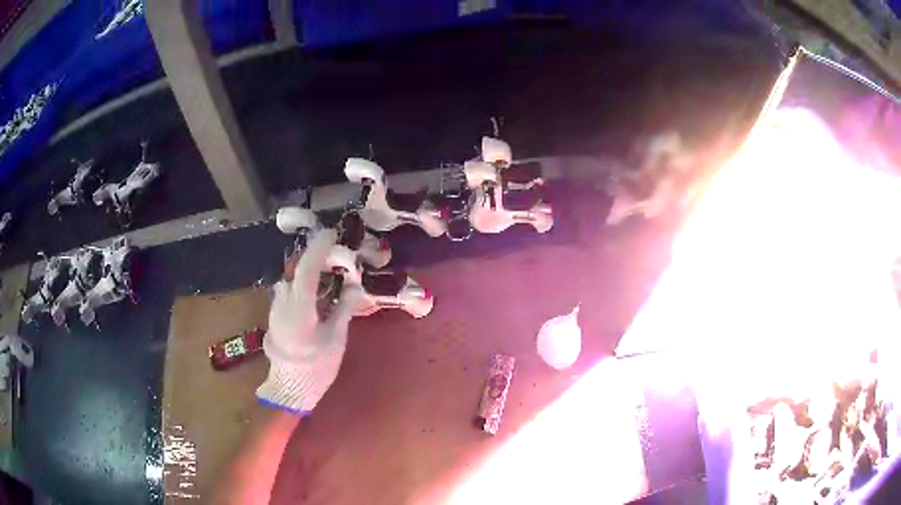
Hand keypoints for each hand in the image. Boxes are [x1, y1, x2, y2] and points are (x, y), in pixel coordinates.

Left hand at [257, 229, 362, 413]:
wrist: (291, 387)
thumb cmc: (317, 366)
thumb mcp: (335, 338)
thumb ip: (343, 308)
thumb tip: (355, 285)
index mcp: (299, 309)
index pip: (306, 270)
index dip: (318, 249)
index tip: (331, 233)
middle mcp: (282, 303)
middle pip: (296, 270)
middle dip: (315, 257)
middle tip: (336, 254)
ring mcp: (276, 308)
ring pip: (291, 280)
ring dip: (308, 270)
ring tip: (328, 271)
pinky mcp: (275, 314)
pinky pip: (289, 290)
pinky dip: (302, 283)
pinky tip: (316, 291)